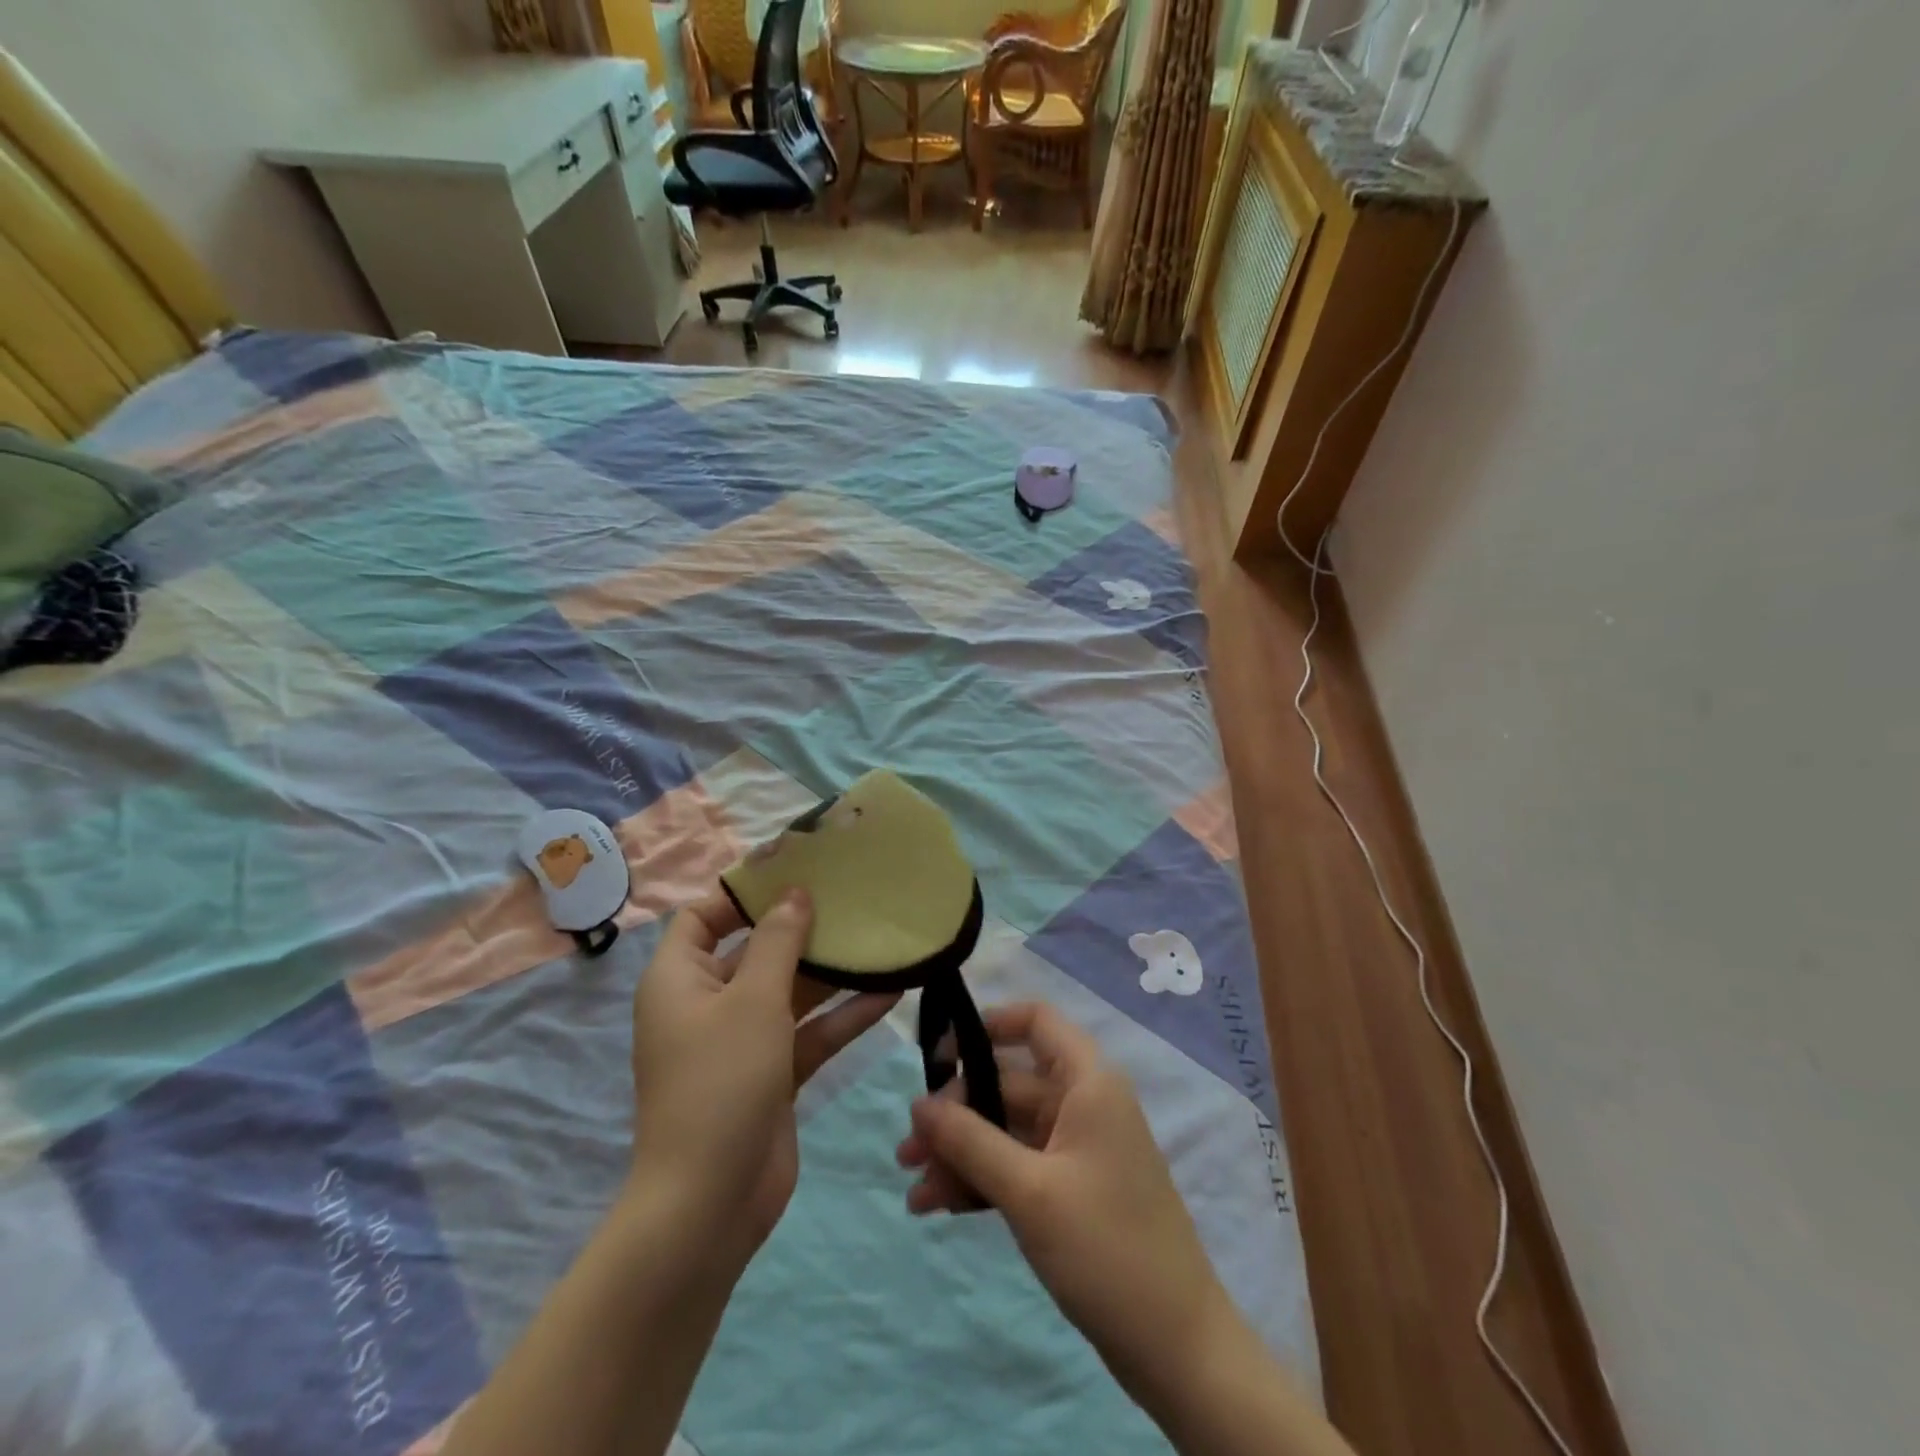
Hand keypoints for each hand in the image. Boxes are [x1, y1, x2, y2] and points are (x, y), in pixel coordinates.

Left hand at [630, 888, 897, 1262]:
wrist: (709, 1204)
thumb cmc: (721, 1082)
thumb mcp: (752, 999)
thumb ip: (778, 941)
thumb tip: (795, 893)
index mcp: (680, 979)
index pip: (705, 916)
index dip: (744, 891)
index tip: (795, 869)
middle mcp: (708, 1003)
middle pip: (756, 949)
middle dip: (801, 926)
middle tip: (851, 896)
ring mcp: (742, 1041)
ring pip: (790, 991)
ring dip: (832, 972)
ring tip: (879, 939)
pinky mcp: (772, 1073)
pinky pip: (809, 1032)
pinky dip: (843, 1015)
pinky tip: (892, 993)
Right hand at [895, 1002, 1230, 1413]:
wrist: (1177, 1347)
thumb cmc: (1106, 1248)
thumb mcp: (1028, 1191)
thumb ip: (969, 1141)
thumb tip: (918, 1103)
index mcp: (1088, 1082)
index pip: (1036, 1021)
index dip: (987, 1025)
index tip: (938, 1053)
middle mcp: (1083, 1103)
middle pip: (1008, 1084)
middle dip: (956, 1114)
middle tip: (907, 1150)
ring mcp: (1078, 1149)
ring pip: (1007, 1131)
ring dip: (961, 1154)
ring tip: (914, 1189)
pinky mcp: (1072, 1190)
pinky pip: (1017, 1167)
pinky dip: (982, 1181)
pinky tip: (940, 1206)